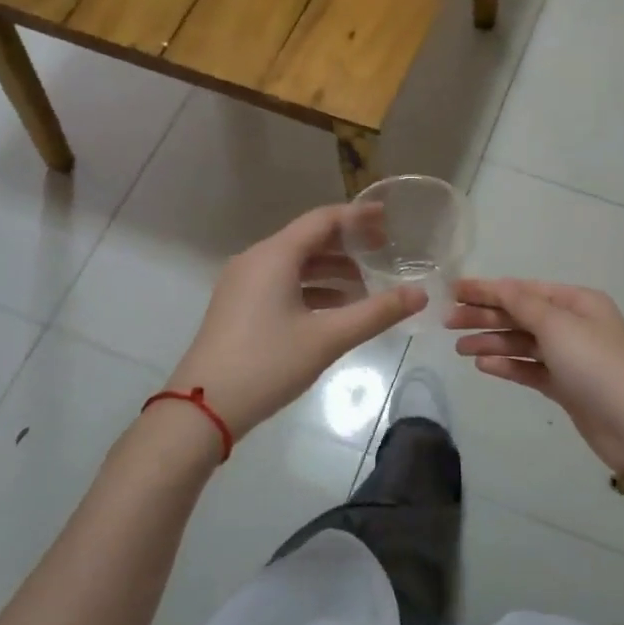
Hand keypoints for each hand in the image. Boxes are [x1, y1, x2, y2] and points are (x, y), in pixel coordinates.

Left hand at [169, 205, 426, 437]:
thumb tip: (420, 295)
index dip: (358, 216)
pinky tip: (335, 310)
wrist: (202, 408)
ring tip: (366, 286)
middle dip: (347, 244)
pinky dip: (311, 288)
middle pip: (308, 239)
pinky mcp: (238, 307)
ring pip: (294, 264)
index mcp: (274, 256)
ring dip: (331, 270)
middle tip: (384, 251)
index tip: (389, 218)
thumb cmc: (267, 364)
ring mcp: (242, 284)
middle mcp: (255, 260)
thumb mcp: (328, 338)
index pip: (322, 220)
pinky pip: (281, 283)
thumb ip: (376, 313)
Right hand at [447, 278, 623, 473]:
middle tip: (448, 322)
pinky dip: (508, 366)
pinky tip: (483, 365)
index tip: (453, 291)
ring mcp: (570, 357)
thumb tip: (498, 284)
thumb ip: (523, 304)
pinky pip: (530, 369)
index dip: (488, 289)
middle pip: (521, 315)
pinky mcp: (566, 387)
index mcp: (578, 302)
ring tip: (460, 348)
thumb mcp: (558, 326)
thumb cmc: (597, 365)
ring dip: (492, 342)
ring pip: (523, 343)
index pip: (524, 289)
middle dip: (486, 316)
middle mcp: (574, 324)